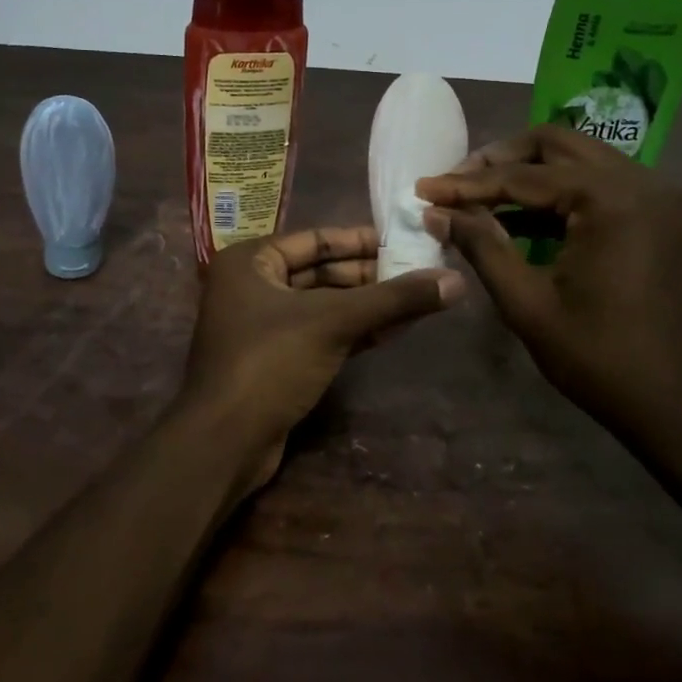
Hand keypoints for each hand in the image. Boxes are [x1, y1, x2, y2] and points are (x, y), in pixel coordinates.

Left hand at [183, 226, 463, 489]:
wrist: (224, 443)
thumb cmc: (270, 363)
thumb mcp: (334, 322)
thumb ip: (394, 299)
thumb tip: (457, 280)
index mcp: (250, 261)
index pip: (315, 239)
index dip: (361, 240)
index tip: (404, 241)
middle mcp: (251, 286)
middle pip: (320, 271)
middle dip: (368, 275)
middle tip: (418, 272)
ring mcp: (261, 326)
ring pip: (322, 306)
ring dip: (366, 305)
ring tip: (416, 300)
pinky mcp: (274, 361)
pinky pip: (319, 334)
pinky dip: (353, 331)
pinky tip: (393, 329)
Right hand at [417, 125, 681, 429]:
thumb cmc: (601, 359)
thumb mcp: (528, 304)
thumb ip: (482, 247)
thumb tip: (435, 212)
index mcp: (610, 198)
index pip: (522, 176)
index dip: (466, 184)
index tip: (422, 189)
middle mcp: (640, 180)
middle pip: (555, 144)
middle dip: (499, 159)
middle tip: (455, 184)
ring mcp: (657, 195)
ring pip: (578, 159)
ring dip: (529, 173)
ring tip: (480, 199)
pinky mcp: (660, 215)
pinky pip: (600, 184)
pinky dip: (559, 193)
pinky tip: (522, 218)